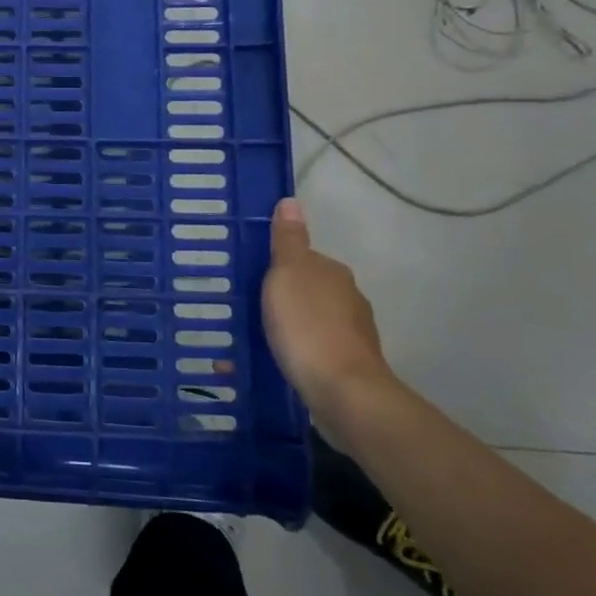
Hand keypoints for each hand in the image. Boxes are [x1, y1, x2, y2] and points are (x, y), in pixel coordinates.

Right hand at [261, 198, 393, 426]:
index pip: (303, 258)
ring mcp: (351, 337)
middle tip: (244, 307)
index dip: (277, 265)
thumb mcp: (287, 274)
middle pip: (307, 290)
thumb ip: (288, 241)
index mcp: (333, 273)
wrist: (343, 393)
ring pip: (308, 323)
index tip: (250, 276)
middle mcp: (348, 300)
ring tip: (249, 340)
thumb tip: (291, 202)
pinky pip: (310, 353)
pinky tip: (266, 366)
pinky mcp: (346, 368)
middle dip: (280, 298)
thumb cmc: (308, 326)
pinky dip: (290, 355)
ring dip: (284, 328)